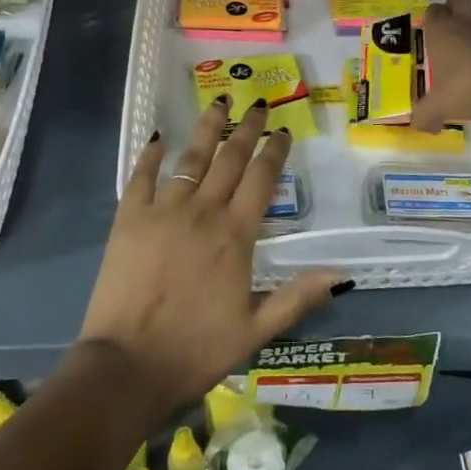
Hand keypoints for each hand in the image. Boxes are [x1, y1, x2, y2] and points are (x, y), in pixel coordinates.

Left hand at [78, 97, 344, 418]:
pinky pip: (140, 177)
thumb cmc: (196, 350)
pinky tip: (157, 138)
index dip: (275, 152)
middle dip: (247, 128)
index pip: (262, 180)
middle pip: (229, 159)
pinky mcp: (129, 219)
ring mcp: (163, 211)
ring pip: (190, 158)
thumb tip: (343, 274)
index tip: (283, 131)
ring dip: (206, 128)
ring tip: (218, 102)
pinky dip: (149, 156)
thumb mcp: (255, 330)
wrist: (128, 367)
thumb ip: (297, 297)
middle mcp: (203, 212)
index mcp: (235, 236)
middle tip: (258, 104)